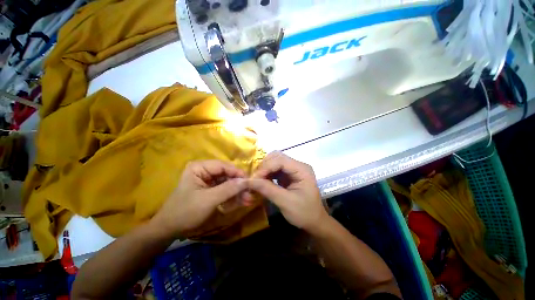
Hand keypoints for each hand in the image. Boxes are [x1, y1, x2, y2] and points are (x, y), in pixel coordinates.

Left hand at [151, 160, 249, 237]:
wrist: (170, 229)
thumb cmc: (185, 212)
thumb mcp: (208, 200)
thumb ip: (228, 189)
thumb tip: (246, 181)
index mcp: (200, 167)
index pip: (224, 166)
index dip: (237, 173)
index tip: (249, 182)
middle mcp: (205, 171)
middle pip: (227, 174)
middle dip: (238, 185)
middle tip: (249, 195)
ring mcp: (208, 180)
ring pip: (228, 182)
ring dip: (237, 192)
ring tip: (247, 201)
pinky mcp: (211, 189)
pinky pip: (225, 190)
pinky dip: (232, 196)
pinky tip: (239, 203)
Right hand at [247, 152, 328, 232]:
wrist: (314, 222)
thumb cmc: (304, 213)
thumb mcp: (285, 202)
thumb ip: (267, 189)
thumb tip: (249, 181)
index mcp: (302, 169)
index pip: (281, 160)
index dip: (266, 167)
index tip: (254, 179)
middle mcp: (298, 165)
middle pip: (277, 157)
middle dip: (264, 167)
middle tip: (254, 179)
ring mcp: (293, 169)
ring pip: (274, 161)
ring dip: (264, 169)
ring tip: (257, 181)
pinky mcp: (289, 174)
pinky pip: (275, 169)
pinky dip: (267, 174)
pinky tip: (262, 181)